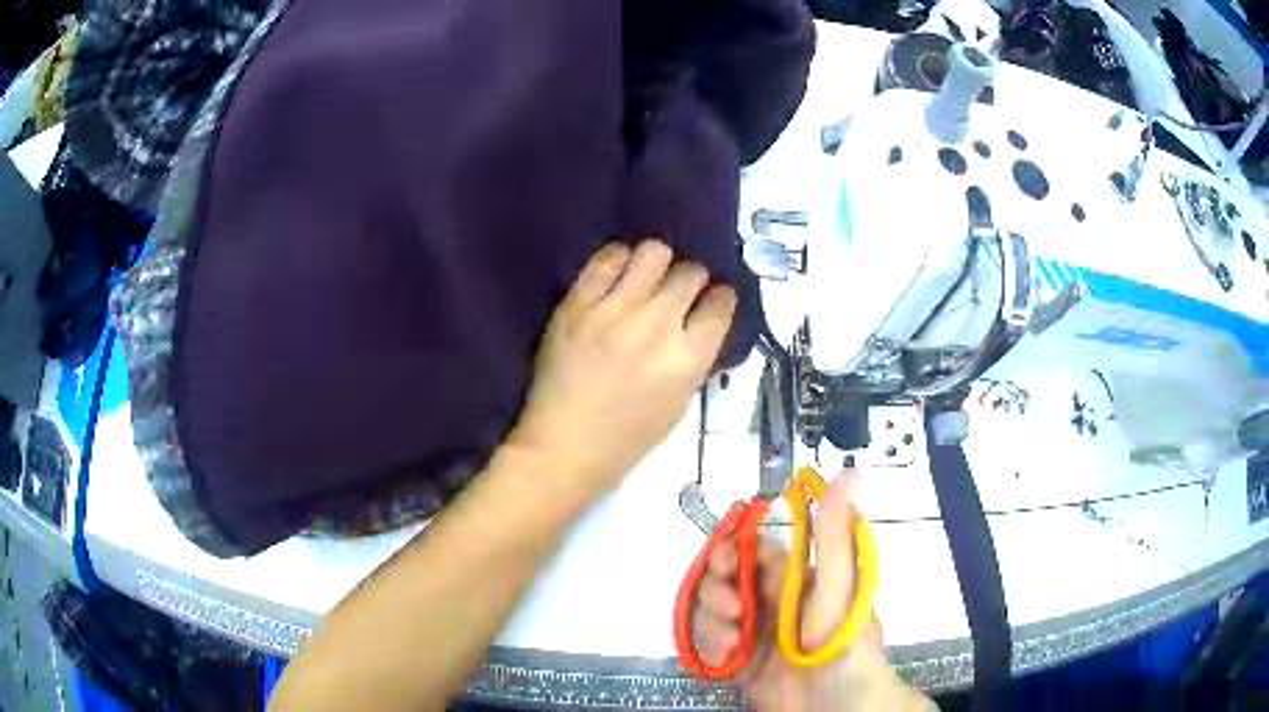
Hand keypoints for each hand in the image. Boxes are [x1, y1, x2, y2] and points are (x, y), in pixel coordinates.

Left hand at [508, 239, 736, 501]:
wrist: (564, 446)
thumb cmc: (627, 438)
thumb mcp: (680, 404)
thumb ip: (694, 357)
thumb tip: (698, 320)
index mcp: (688, 359)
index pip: (721, 303)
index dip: (720, 298)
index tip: (711, 300)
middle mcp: (657, 326)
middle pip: (691, 271)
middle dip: (691, 278)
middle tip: (677, 291)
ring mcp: (615, 310)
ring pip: (653, 252)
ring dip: (658, 262)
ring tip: (646, 277)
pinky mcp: (578, 303)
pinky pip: (607, 258)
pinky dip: (619, 260)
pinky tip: (617, 275)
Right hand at [694, 472, 914, 710]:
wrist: (834, 705)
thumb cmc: (840, 641)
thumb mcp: (838, 586)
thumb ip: (834, 533)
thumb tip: (849, 471)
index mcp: (795, 577)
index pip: (752, 549)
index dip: (732, 549)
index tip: (725, 562)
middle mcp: (770, 600)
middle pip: (723, 579)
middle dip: (717, 590)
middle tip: (733, 610)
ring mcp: (753, 632)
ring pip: (711, 612)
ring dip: (713, 622)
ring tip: (734, 642)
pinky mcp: (738, 662)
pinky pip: (708, 644)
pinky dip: (711, 648)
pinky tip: (727, 658)